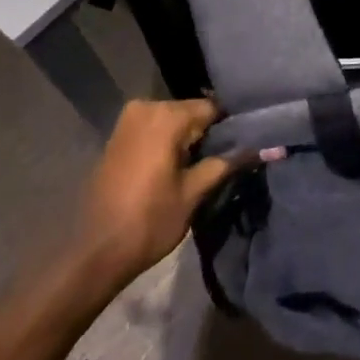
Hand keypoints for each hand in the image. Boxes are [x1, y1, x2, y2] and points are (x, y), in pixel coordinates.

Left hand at [68, 99, 238, 290]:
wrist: (95, 251)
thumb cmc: (149, 221)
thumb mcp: (194, 193)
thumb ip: (226, 164)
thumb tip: (265, 148)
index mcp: (166, 116)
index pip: (212, 108)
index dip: (230, 126)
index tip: (245, 142)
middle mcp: (146, 107)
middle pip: (191, 111)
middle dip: (208, 132)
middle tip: (226, 157)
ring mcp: (127, 120)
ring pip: (172, 120)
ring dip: (188, 137)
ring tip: (205, 163)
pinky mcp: (118, 136)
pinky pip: (154, 128)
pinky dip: (168, 141)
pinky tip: (178, 164)